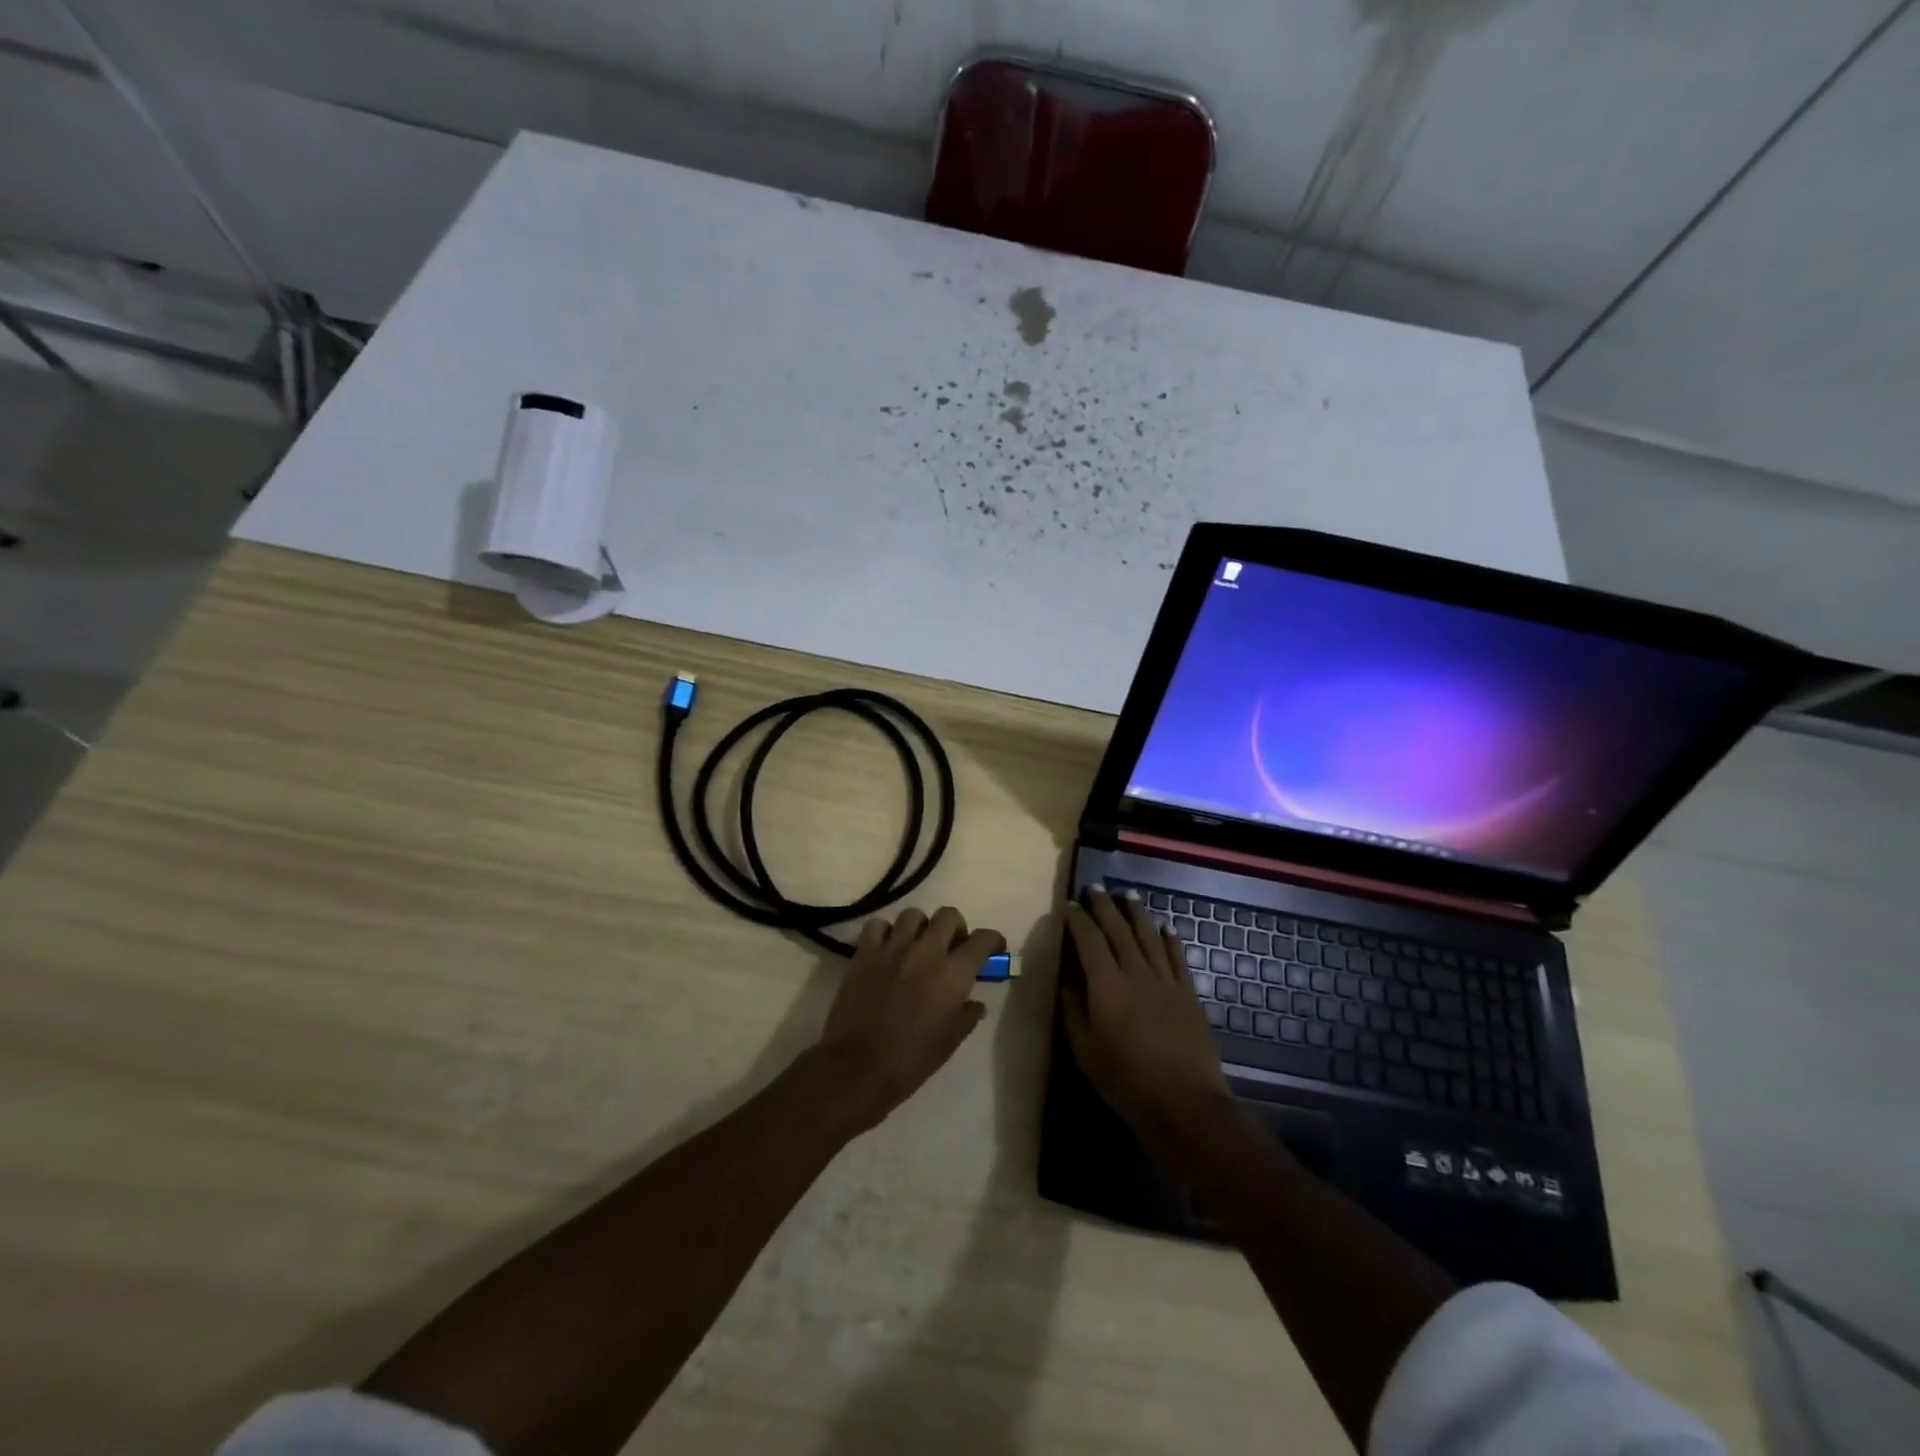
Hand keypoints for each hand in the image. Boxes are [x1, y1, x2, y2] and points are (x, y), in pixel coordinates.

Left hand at [812, 907, 1004, 1131]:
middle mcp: (926, 951)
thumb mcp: (949, 1043)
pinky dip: (885, 932)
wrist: (857, 1068)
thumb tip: (975, 1003)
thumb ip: (966, 1016)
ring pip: (914, 915)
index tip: (992, 949)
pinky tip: (886, 949)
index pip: (983, 939)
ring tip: (917, 946)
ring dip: (921, 927)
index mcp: (953, 974)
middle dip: (956, 928)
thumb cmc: (910, 1060)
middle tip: (952, 947)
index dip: (993, 940)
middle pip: (949, 916)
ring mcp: (893, 948)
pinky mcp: (865, 952)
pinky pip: (878, 926)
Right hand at [1062, 889, 1230, 1141]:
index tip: (1070, 905)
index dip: (1078, 920)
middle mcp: (1136, 974)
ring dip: (1138, 913)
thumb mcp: (1086, 1053)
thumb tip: (1068, 985)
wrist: (1184, 1102)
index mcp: (1107, 986)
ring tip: (1129, 894)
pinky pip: (1177, 958)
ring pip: (1150, 937)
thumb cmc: (1126, 1082)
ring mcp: (1166, 982)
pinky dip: (1170, 939)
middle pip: (1120, 930)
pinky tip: (1166, 927)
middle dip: (1105, 907)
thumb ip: (1074, 1014)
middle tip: (1096, 888)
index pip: (1090, 941)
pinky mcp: (1188, 995)